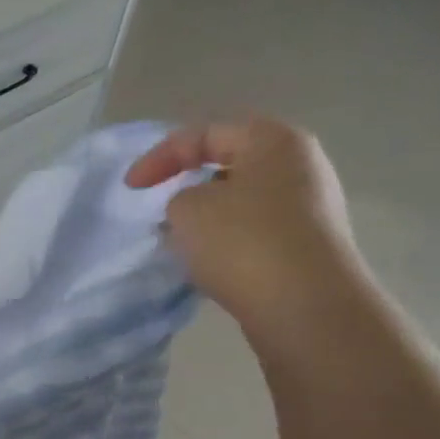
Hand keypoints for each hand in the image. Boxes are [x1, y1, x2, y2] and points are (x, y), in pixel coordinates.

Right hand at [126, 118, 372, 346]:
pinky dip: (224, 242)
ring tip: (178, 242)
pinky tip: (207, 264)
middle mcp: (300, 165)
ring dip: (205, 218)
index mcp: (275, 141)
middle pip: (228, 165)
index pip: (207, 133)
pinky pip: (253, 232)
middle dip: (187, 186)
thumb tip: (194, 209)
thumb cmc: (243, 242)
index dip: (161, 156)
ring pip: (240, 202)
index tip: (131, 188)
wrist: (305, 305)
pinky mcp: (305, 245)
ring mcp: (308, 207)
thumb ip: (178, 198)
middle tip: (158, 211)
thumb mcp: (188, 209)